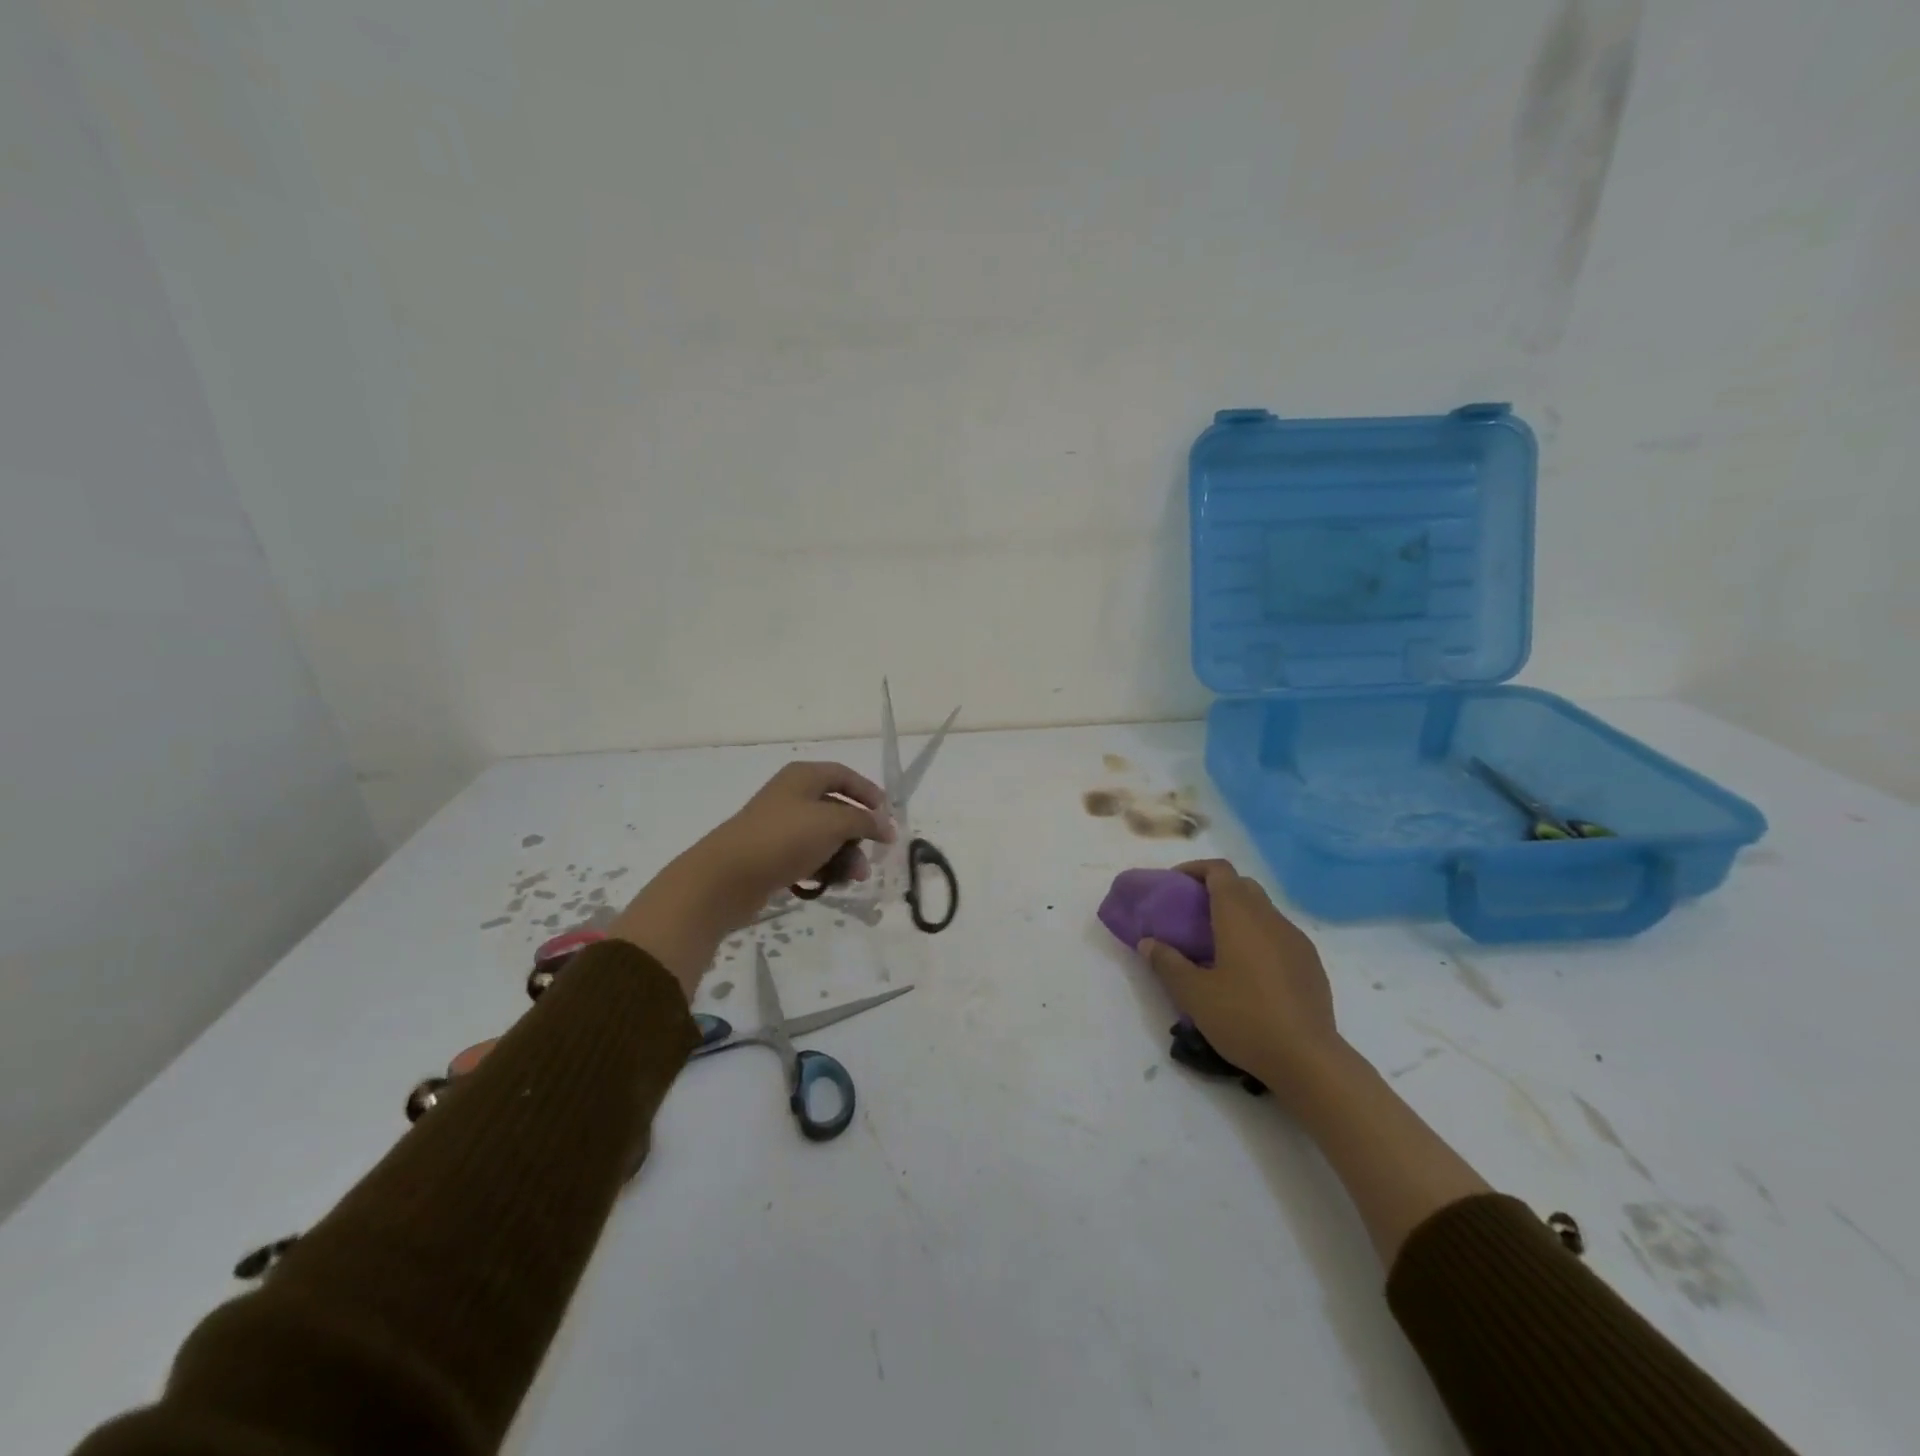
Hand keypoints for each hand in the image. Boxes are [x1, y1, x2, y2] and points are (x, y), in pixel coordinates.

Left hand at [607, 762, 892, 994]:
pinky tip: (833, 883)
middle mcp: (792, 796)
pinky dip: (824, 867)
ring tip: (854, 878)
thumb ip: (864, 821)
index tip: (888, 816)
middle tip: (874, 854)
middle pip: (837, 809)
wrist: (726, 878)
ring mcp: (780, 827)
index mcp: (803, 777)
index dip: (869, 793)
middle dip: (859, 833)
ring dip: (845, 855)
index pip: (844, 775)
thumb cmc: (783, 839)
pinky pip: (809, 857)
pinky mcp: (772, 855)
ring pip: (825, 837)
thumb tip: (886, 824)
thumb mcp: (832, 823)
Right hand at [1139, 859, 1340, 1098]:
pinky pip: (1279, 935)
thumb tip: (1148, 943)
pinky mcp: (1311, 964)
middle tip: (1192, 914)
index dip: (1195, 869)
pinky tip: (1248, 972)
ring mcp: (1296, 940)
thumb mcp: (1194, 994)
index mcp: (1240, 916)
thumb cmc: (1244, 1018)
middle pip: (1242, 886)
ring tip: (1216, 945)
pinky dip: (1258, 937)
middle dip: (1216, 890)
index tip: (1175, 885)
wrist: (1308, 1059)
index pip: (1219, 871)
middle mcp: (1270, 918)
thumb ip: (1167, 963)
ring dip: (1238, 915)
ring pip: (1263, 911)